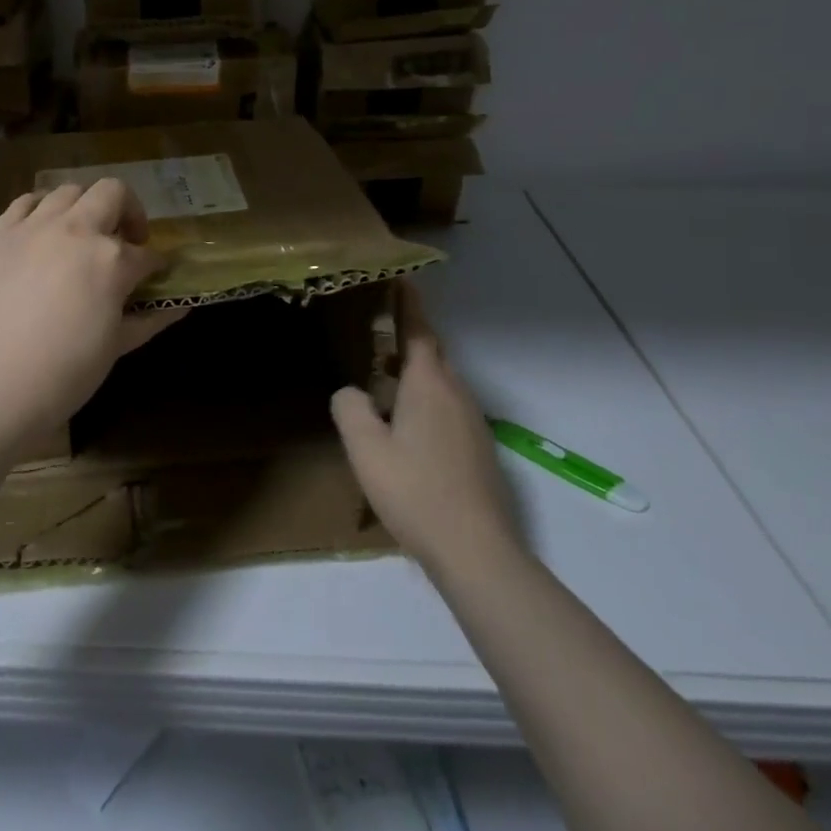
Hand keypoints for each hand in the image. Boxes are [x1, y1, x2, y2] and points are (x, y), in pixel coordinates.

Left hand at [0, 178, 182, 444]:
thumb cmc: (62, 375)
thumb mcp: (114, 348)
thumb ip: (148, 320)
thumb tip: (179, 306)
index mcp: (111, 260)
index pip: (147, 255)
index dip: (156, 265)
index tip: (156, 275)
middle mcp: (76, 230)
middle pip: (113, 194)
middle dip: (128, 212)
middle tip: (125, 242)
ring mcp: (33, 227)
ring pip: (69, 190)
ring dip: (86, 207)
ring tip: (82, 235)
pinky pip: (25, 202)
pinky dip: (41, 209)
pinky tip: (42, 233)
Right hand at [330, 283, 520, 571]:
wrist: (477, 550)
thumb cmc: (415, 491)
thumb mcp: (366, 450)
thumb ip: (351, 410)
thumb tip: (351, 392)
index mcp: (429, 385)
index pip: (419, 332)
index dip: (408, 305)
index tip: (401, 279)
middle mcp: (457, 394)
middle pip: (433, 355)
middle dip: (410, 339)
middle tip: (380, 332)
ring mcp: (473, 423)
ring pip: (442, 384)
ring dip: (417, 374)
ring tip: (386, 383)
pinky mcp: (480, 449)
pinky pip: (449, 408)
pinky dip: (427, 402)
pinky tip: (408, 430)